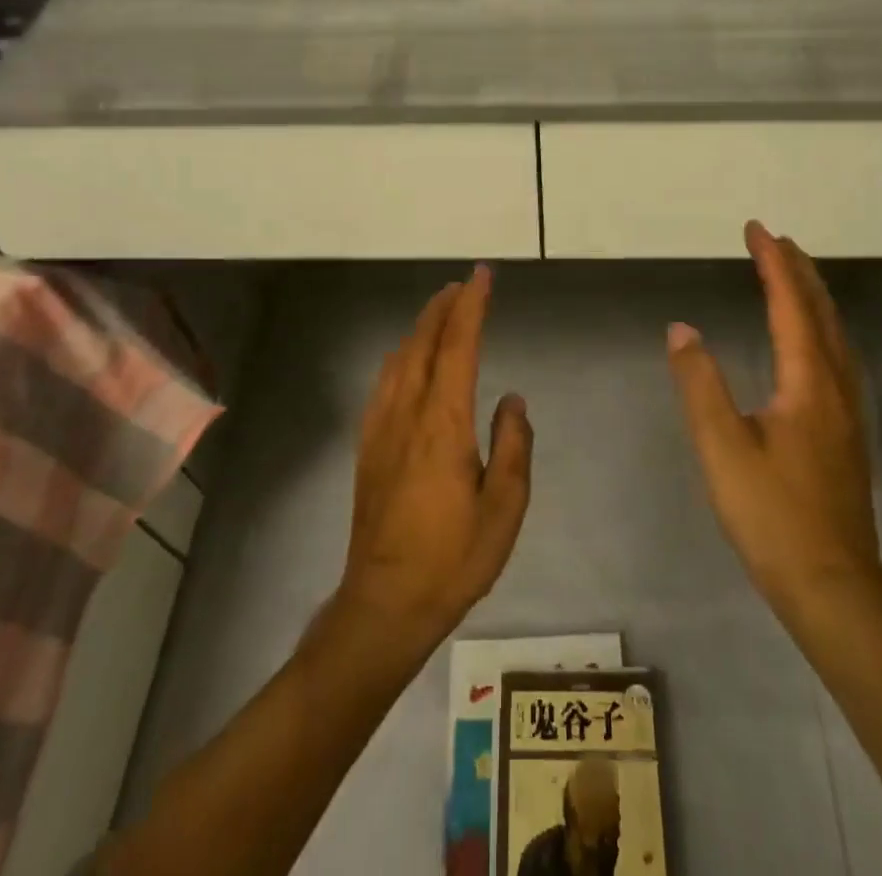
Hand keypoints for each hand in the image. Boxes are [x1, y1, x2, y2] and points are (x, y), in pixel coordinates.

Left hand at [338, 266, 532, 646]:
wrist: (385, 604)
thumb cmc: (453, 558)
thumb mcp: (504, 508)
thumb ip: (514, 446)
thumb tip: (512, 399)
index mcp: (443, 423)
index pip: (458, 347)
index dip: (471, 306)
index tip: (482, 277)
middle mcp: (408, 414)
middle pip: (423, 343)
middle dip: (444, 308)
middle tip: (463, 285)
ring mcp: (381, 429)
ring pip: (399, 359)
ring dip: (421, 328)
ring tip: (440, 312)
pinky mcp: (368, 447)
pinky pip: (384, 383)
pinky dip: (400, 357)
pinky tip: (406, 361)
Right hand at [667, 222, 881, 615]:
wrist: (833, 588)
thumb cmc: (771, 515)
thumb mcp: (721, 448)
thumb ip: (700, 384)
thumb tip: (682, 329)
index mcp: (808, 383)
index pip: (790, 306)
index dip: (773, 264)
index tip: (756, 229)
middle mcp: (836, 387)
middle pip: (822, 314)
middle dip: (799, 271)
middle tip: (777, 240)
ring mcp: (848, 413)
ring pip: (835, 336)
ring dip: (814, 298)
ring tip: (794, 276)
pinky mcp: (847, 435)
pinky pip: (837, 357)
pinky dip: (821, 327)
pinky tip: (811, 343)